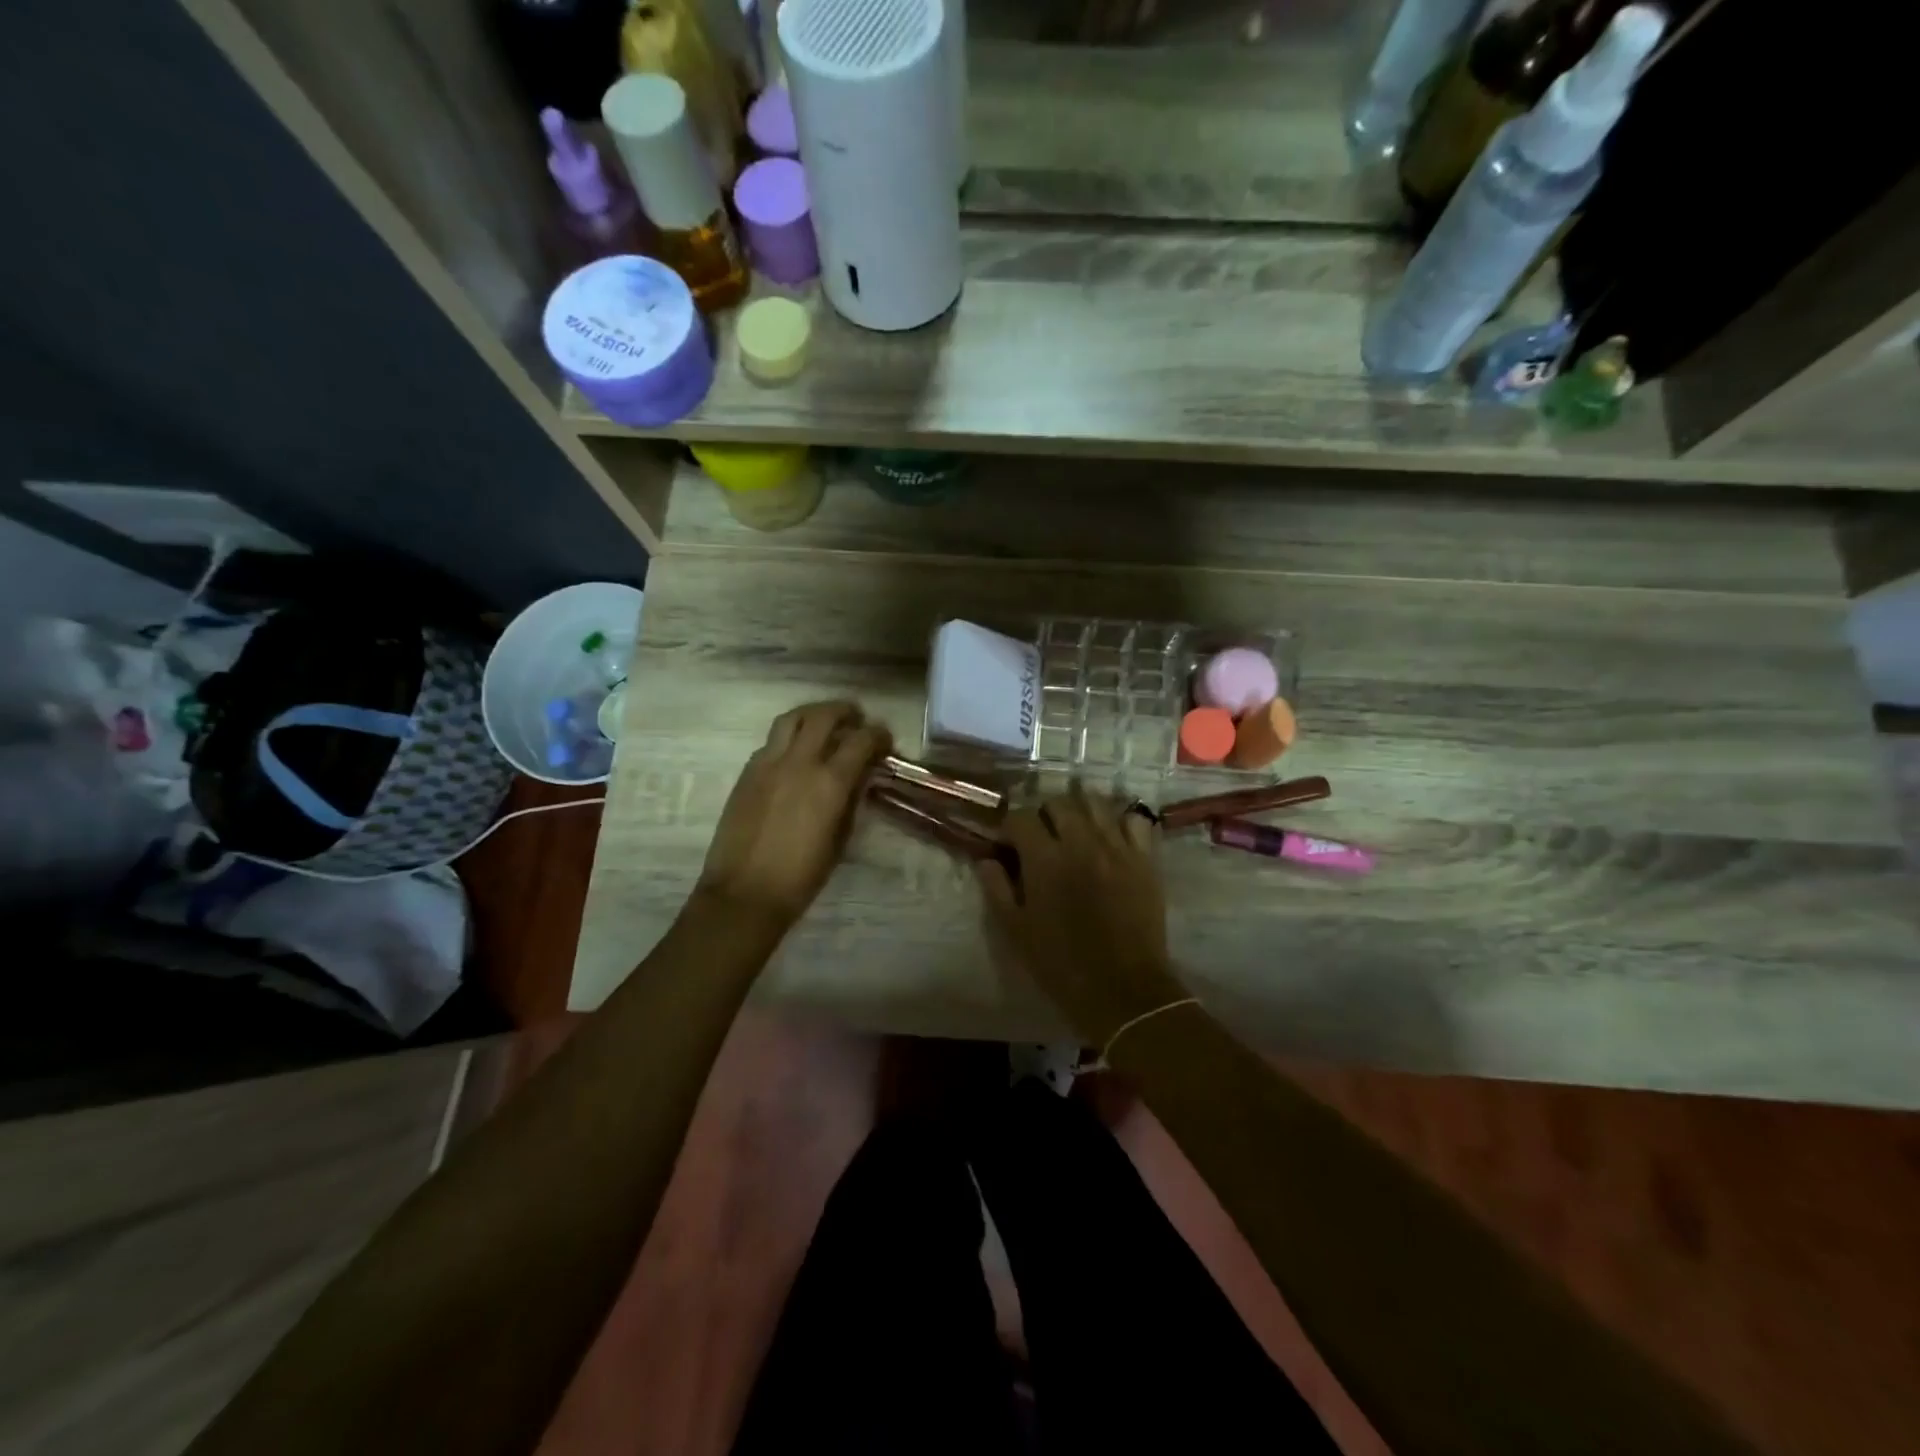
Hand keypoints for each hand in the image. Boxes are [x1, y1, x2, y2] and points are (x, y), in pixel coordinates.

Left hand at [697, 702, 891, 928]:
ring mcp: (767, 763)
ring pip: (791, 719)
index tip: (884, 739)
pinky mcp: (747, 773)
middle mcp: (799, 762)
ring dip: (813, 714)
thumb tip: (860, 777)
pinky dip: (790, 737)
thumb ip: (851, 801)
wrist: (745, 893)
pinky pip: (771, 741)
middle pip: (823, 716)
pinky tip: (796, 752)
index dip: (878, 734)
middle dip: (845, 711)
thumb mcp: (839, 840)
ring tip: (824, 722)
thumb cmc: (801, 876)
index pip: (860, 741)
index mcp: (829, 782)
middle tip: (856, 718)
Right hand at [976, 787, 1184, 1044]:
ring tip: (1075, 829)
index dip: (1010, 827)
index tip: (1008, 844)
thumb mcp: (1016, 931)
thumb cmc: (1062, 965)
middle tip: (1042, 837)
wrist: (1124, 990)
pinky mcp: (1145, 858)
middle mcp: (1081, 842)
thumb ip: (997, 888)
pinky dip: (1120, 820)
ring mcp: (1117, 847)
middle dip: (1044, 814)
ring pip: (1096, 802)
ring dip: (1080, 809)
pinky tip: (1112, 836)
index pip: (1021, 817)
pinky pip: (1135, 820)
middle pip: (1058, 802)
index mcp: (1044, 859)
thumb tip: (987, 859)